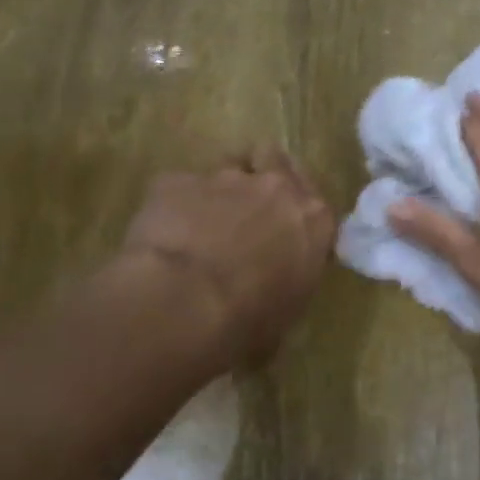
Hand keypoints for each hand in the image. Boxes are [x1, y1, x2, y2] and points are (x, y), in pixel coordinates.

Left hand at [118, 148, 333, 357]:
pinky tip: (163, 233)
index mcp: (314, 220)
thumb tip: (271, 304)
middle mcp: (277, 188)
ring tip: (203, 218)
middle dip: (265, 177)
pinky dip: (174, 205)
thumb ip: (288, 288)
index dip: (297, 216)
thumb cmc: (250, 319)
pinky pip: (178, 187)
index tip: (285, 235)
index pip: (316, 205)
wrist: (185, 302)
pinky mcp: (177, 181)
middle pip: (277, 160)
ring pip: (229, 164)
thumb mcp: (287, 314)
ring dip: (221, 187)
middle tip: (248, 209)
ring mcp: (226, 178)